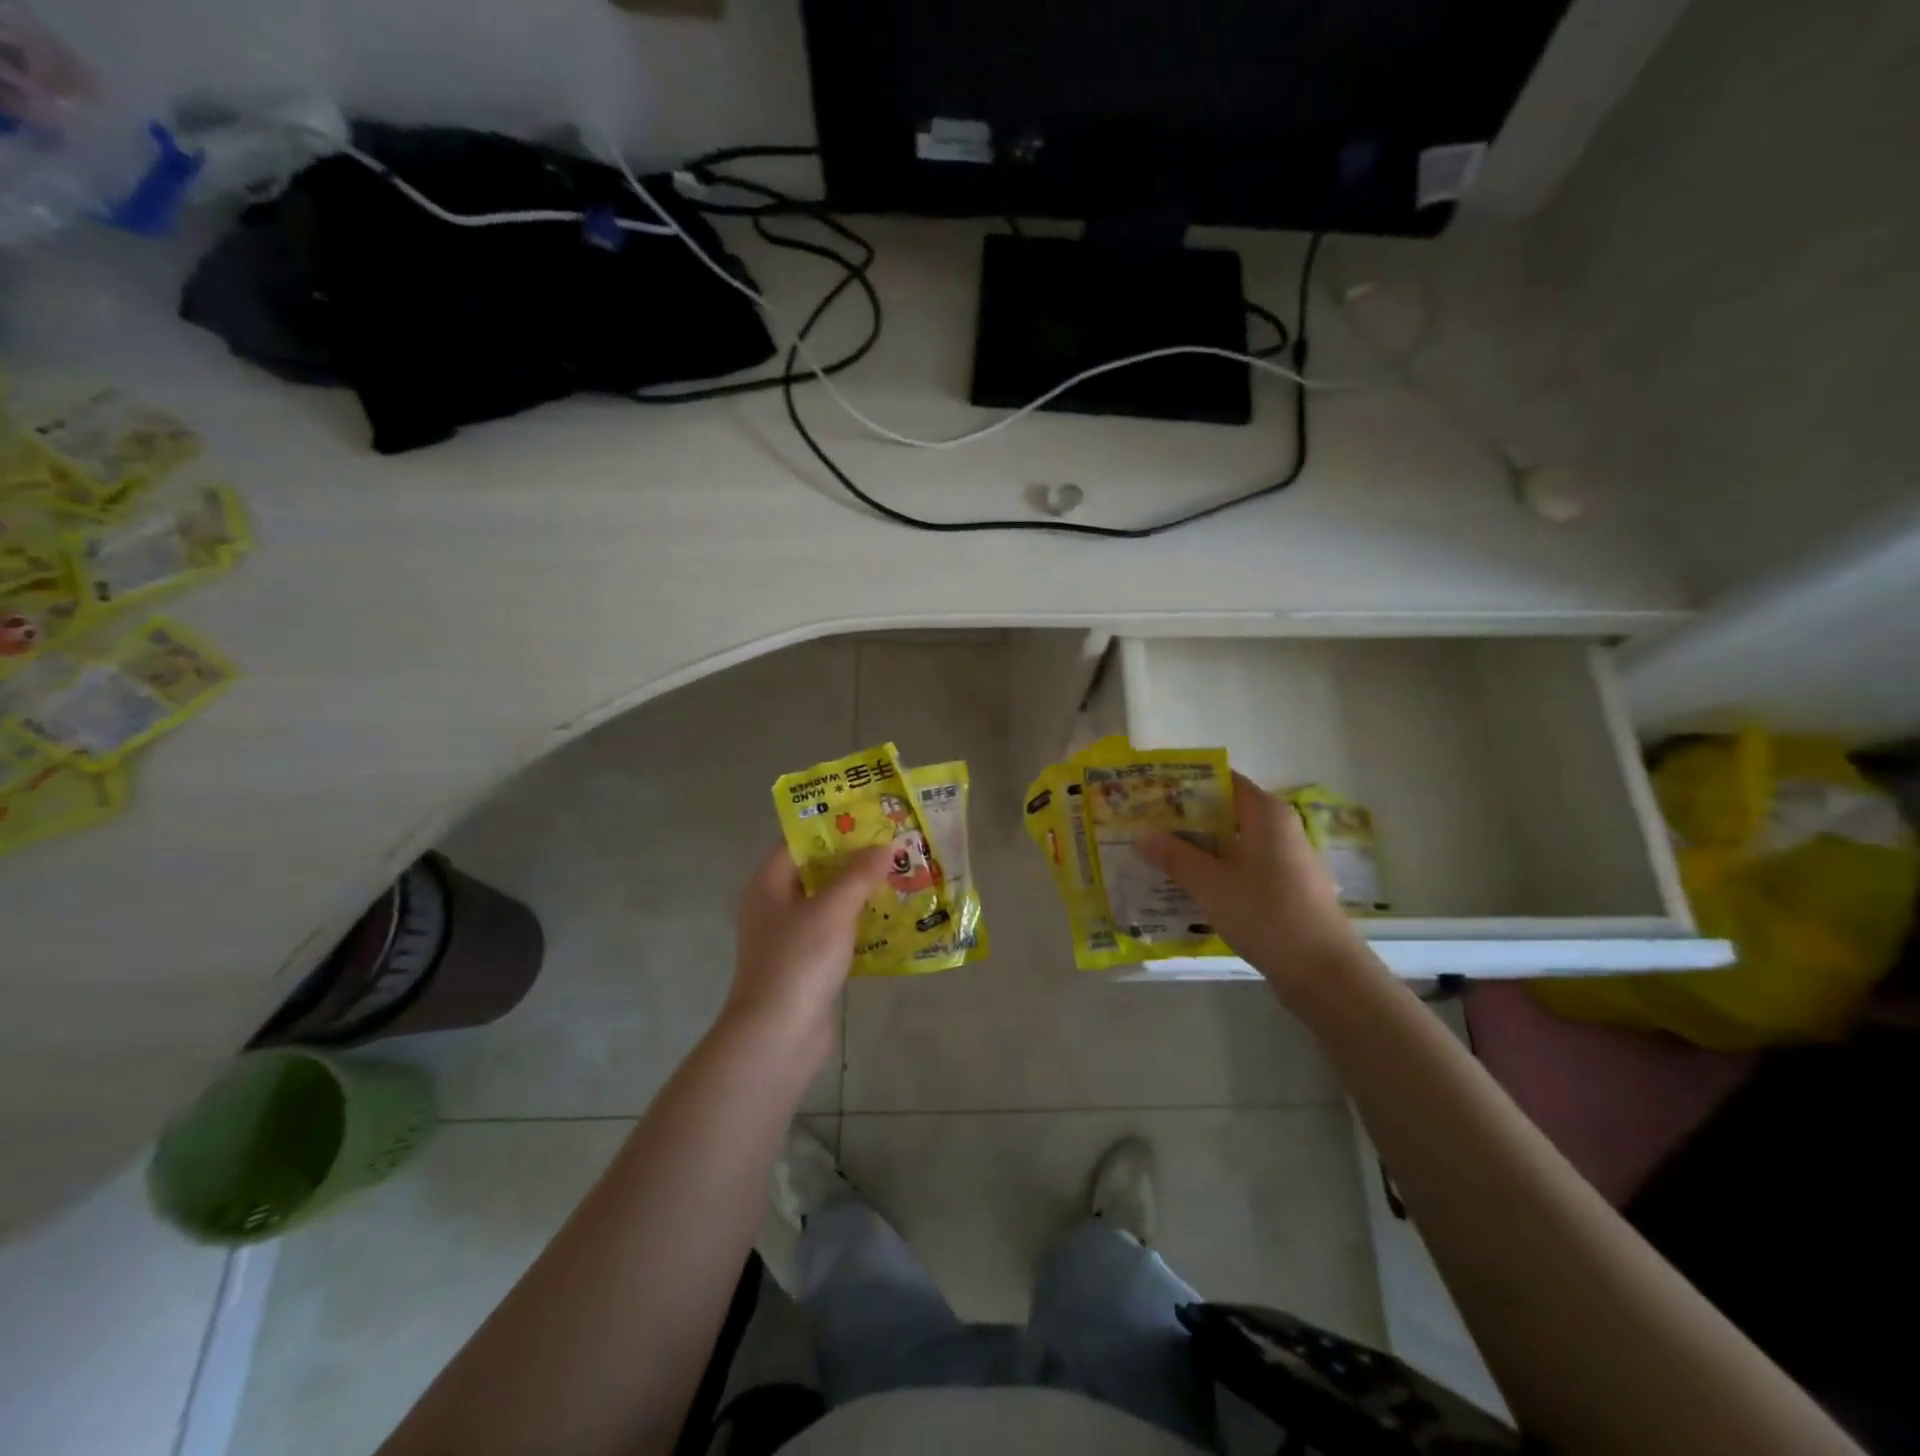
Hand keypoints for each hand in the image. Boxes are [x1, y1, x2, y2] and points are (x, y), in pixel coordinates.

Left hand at [723, 842, 891, 1058]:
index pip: (798, 841)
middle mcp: (775, 906)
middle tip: (892, 844)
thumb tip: (883, 845)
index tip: (868, 815)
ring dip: (860, 892)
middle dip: (853, 859)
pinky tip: (892, 919)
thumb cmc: (799, 960)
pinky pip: (836, 932)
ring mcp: (790, 937)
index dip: (832, 825)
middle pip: (816, 871)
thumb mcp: (832, 909)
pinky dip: (859, 924)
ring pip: (829, 903)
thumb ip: (858, 874)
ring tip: (900, 875)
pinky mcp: (807, 964)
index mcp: (769, 884)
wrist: (778, 1036)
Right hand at [1138, 773, 1367, 1003]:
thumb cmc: (1266, 914)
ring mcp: (1284, 859)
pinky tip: (1186, 884)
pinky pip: (1241, 866)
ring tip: (1156, 854)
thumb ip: (1174, 856)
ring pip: (1231, 841)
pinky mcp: (1284, 887)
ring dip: (1197, 847)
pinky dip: (1214, 869)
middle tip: (1144, 825)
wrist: (1323, 972)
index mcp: (1266, 813)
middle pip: (1225, 810)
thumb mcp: (1210, 883)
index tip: (1152, 791)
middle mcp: (1279, 828)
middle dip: (1184, 818)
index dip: (1186, 783)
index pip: (1222, 780)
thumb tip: (1141, 834)